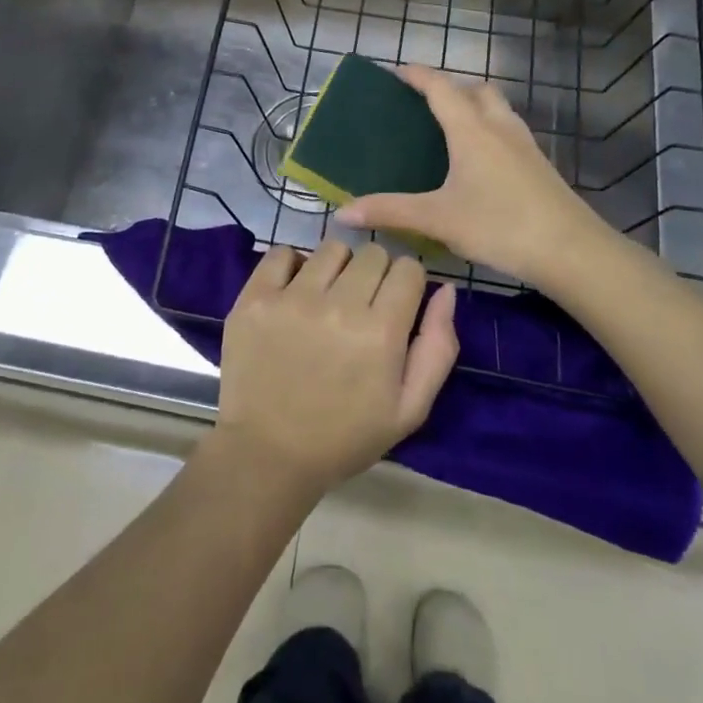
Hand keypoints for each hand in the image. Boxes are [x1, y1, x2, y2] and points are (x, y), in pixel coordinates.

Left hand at [213, 242, 457, 500]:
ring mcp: (293, 298)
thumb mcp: (409, 409)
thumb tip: (446, 290)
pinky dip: (291, 265)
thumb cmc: (344, 436)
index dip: (407, 284)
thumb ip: (438, 348)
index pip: (408, 268)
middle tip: (360, 306)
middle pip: (373, 253)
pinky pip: (281, 252)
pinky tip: (293, 292)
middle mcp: (339, 306)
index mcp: (381, 333)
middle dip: (375, 274)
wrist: (267, 454)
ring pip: (331, 248)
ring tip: (326, 298)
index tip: (395, 305)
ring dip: (336, 268)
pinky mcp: (256, 297)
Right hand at [336, 64, 616, 289]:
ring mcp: (524, 144)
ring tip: (450, 127)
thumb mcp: (438, 219)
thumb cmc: (499, 225)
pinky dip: (489, 128)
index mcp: (471, 130)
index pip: (440, 87)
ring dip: (473, 104)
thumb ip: (390, 211)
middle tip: (423, 103)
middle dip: (449, 87)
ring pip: (497, 107)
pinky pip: (508, 129)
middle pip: (475, 89)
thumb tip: (343, 212)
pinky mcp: (539, 164)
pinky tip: (481, 159)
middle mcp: (499, 126)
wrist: (571, 250)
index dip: (416, 75)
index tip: (395, 72)